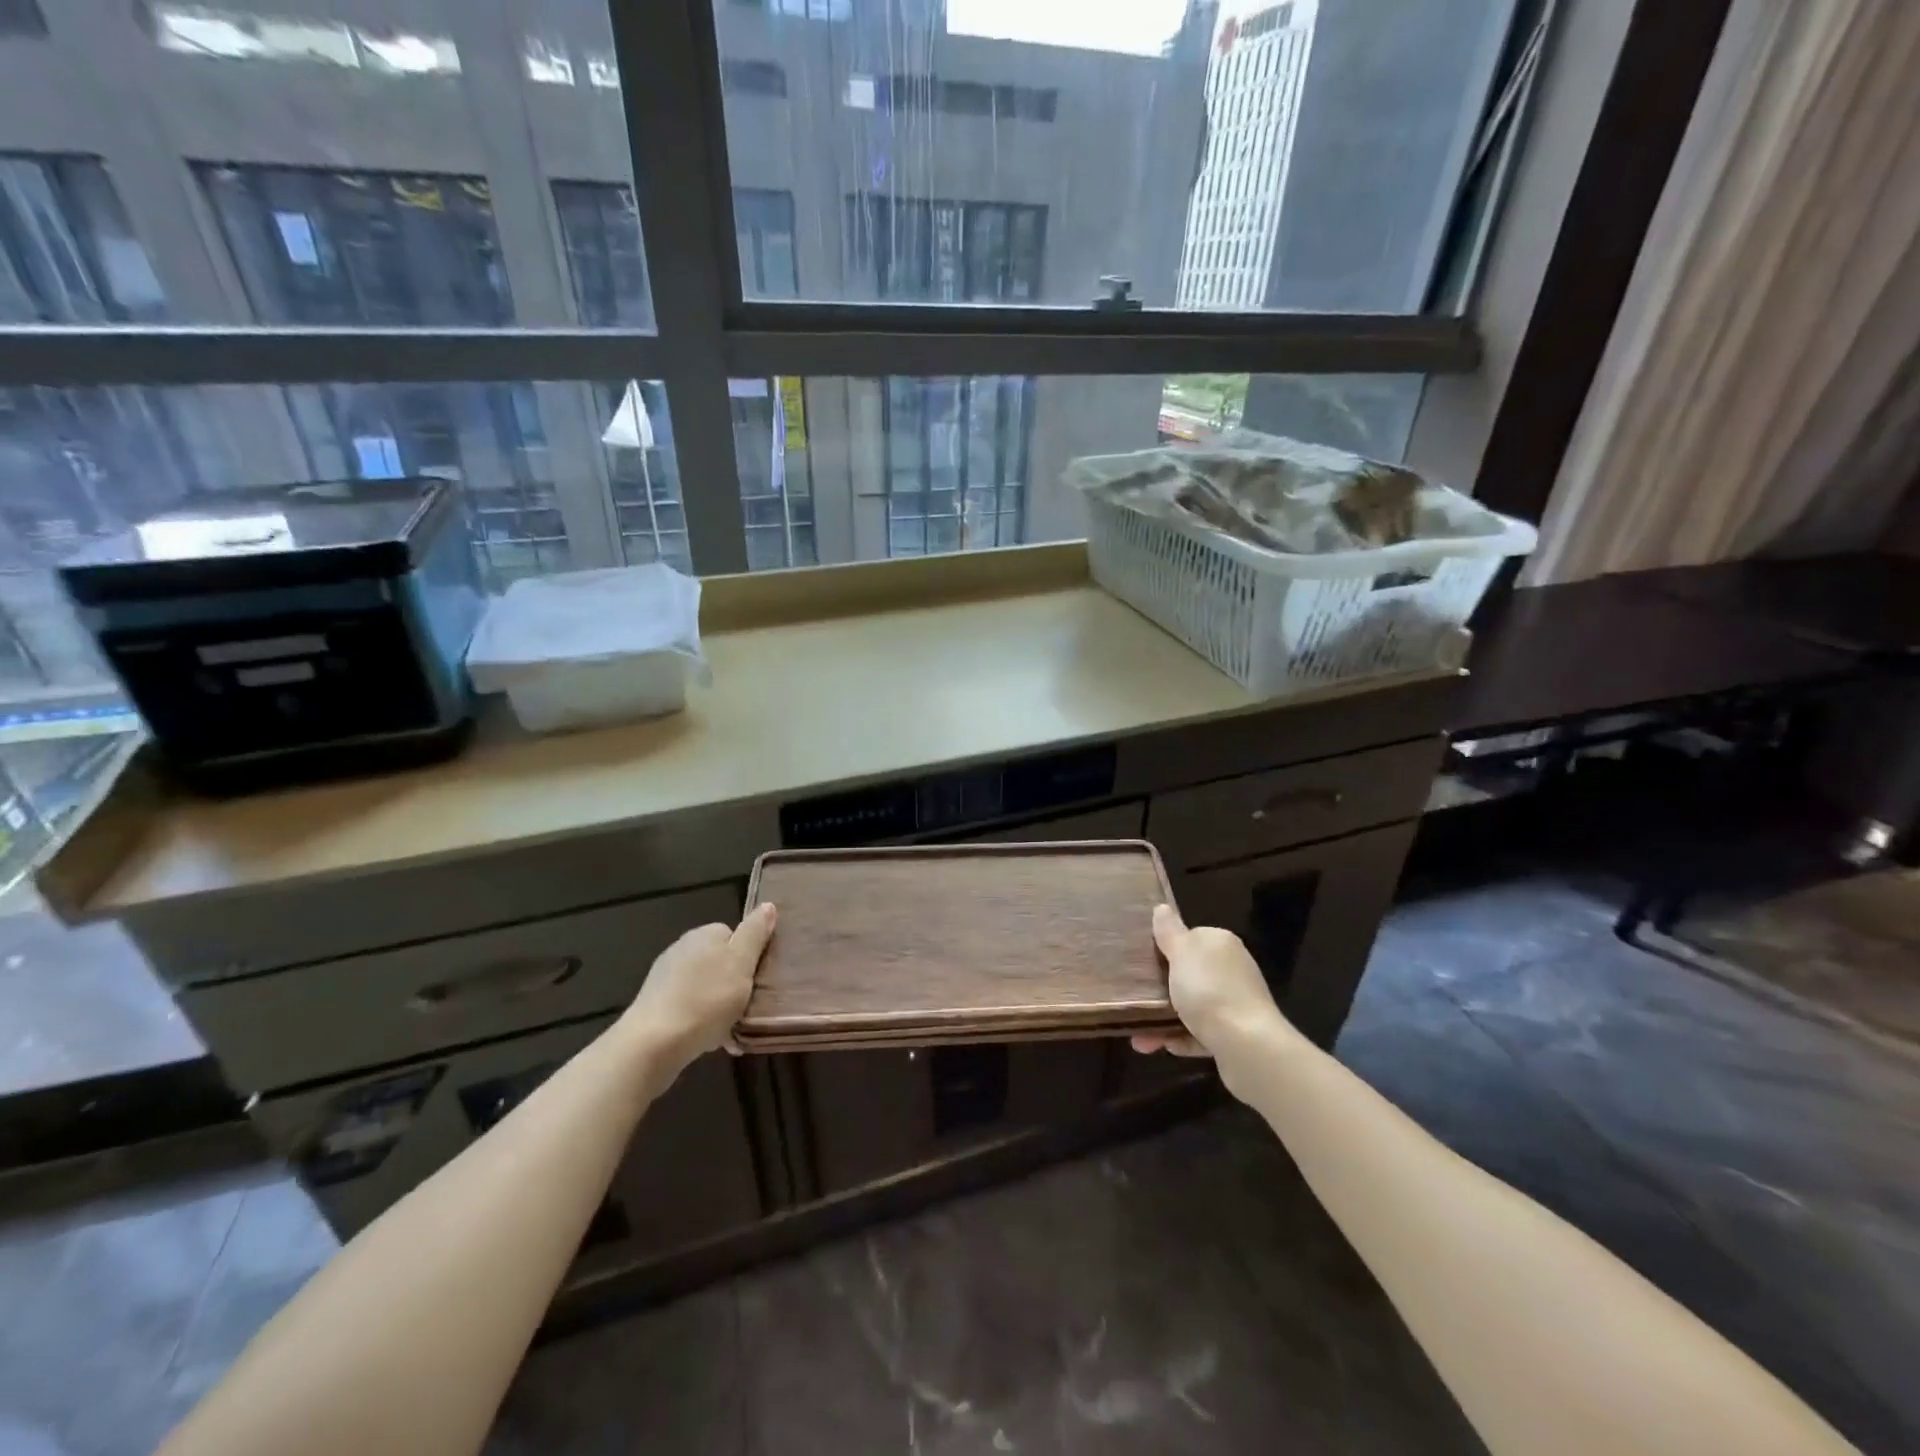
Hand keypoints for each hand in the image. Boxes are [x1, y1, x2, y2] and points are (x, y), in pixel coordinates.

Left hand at [617, 903, 775, 1074]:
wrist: (654, 1043)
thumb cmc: (706, 999)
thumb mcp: (742, 963)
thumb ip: (755, 933)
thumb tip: (768, 905)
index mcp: (704, 934)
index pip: (734, 934)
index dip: (748, 955)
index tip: (755, 978)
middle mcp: (682, 948)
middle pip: (719, 961)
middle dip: (733, 982)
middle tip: (746, 1005)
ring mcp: (665, 976)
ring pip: (704, 986)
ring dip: (717, 1003)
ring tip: (730, 1028)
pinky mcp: (655, 1004)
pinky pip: (688, 1006)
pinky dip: (700, 1019)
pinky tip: (708, 1038)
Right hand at [1132, 903, 1294, 1060]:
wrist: (1247, 1046)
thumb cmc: (1209, 990)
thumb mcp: (1182, 953)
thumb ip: (1169, 931)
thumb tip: (1161, 908)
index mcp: (1221, 944)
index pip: (1191, 937)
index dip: (1166, 947)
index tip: (1143, 961)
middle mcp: (1232, 970)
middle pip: (1190, 973)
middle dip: (1161, 988)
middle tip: (1136, 997)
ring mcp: (1236, 1003)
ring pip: (1193, 1006)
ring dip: (1165, 1019)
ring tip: (1139, 1036)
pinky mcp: (1236, 1035)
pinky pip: (1201, 1032)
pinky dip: (1181, 1037)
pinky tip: (1162, 1045)